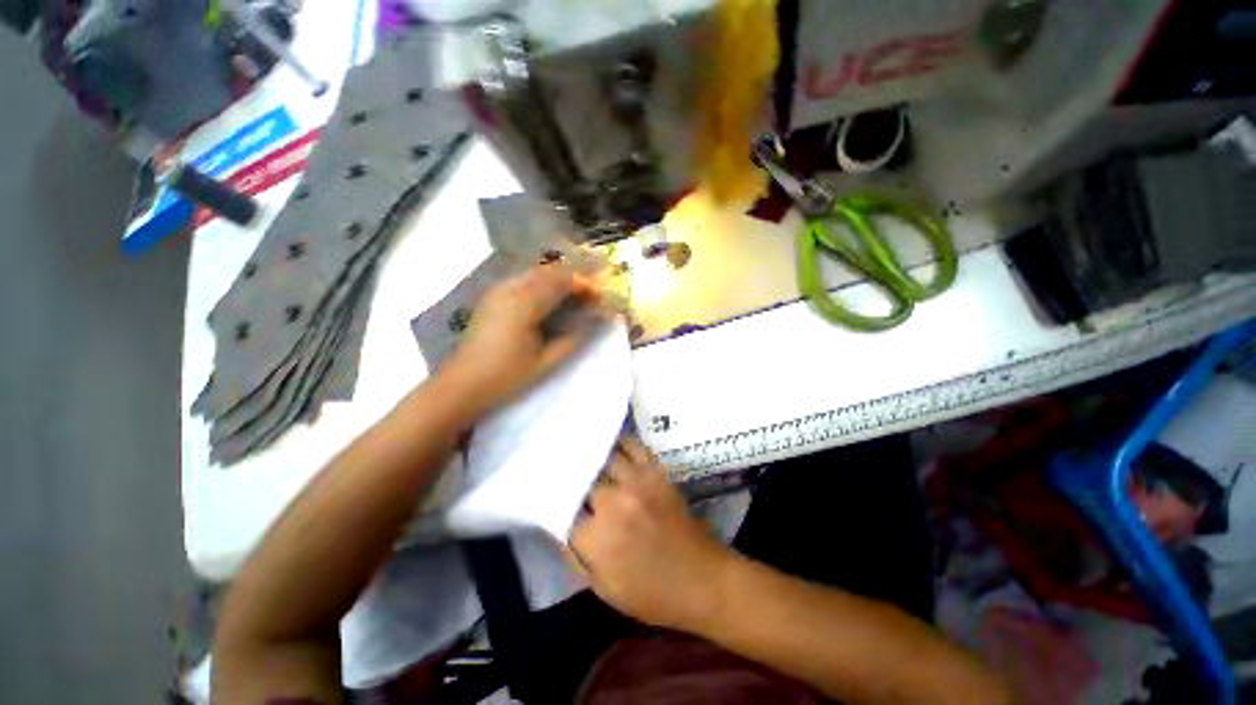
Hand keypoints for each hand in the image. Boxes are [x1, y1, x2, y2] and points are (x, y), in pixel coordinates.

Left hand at [443, 263, 600, 410]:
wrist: (463, 383)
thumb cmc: (507, 375)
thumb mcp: (547, 360)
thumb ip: (574, 337)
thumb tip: (594, 320)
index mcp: (524, 303)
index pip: (562, 281)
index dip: (585, 286)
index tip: (601, 297)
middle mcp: (510, 288)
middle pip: (549, 271)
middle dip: (574, 280)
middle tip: (591, 297)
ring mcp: (499, 289)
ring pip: (536, 273)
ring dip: (559, 281)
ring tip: (576, 298)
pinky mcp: (493, 295)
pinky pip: (524, 280)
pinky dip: (544, 285)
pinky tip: (552, 300)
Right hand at [570, 436, 736, 631]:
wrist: (702, 580)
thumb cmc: (652, 594)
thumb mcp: (604, 590)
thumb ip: (576, 557)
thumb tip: (558, 527)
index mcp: (598, 538)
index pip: (564, 510)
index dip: (558, 505)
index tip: (556, 500)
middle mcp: (614, 503)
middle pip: (584, 479)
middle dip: (576, 481)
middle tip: (569, 475)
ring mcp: (637, 483)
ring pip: (605, 457)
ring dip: (594, 457)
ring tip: (584, 450)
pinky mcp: (655, 473)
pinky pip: (634, 447)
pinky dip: (622, 443)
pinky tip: (613, 444)